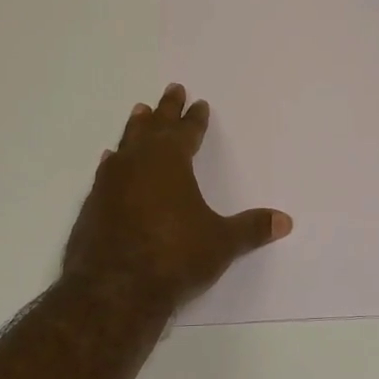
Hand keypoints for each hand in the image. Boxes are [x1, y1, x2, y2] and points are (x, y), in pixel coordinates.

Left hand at [63, 84, 291, 315]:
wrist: (114, 288)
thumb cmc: (174, 257)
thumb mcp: (221, 242)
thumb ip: (251, 228)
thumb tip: (285, 221)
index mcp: (171, 161)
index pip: (186, 132)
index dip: (195, 118)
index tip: (199, 104)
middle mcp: (138, 163)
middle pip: (154, 127)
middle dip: (165, 109)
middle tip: (172, 90)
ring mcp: (111, 182)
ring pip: (127, 143)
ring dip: (136, 128)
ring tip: (139, 112)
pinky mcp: (92, 204)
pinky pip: (107, 171)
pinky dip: (114, 161)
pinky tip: (110, 159)